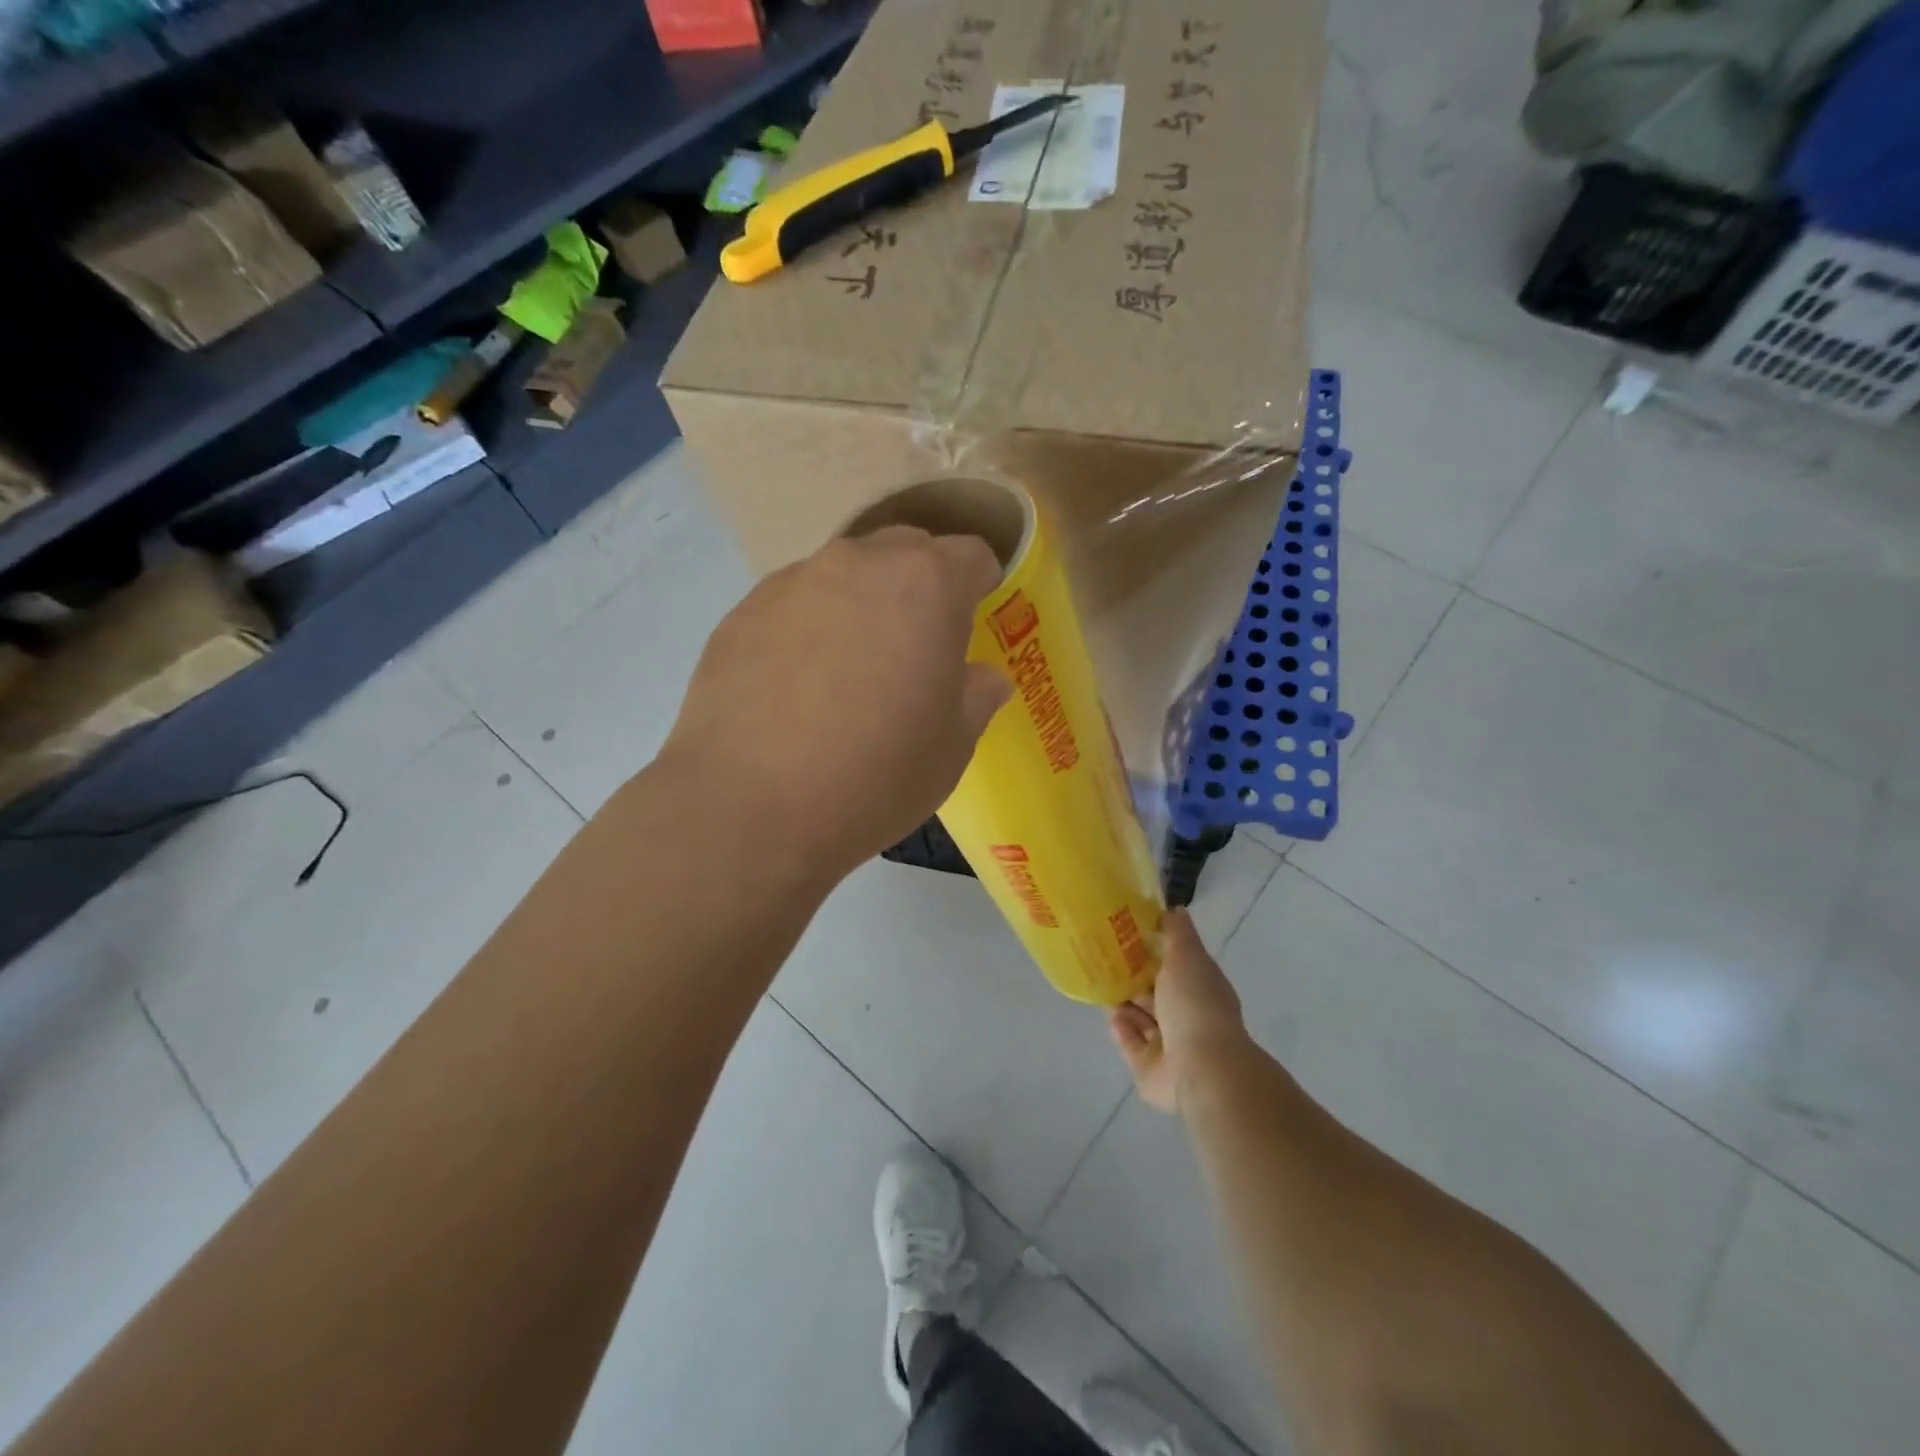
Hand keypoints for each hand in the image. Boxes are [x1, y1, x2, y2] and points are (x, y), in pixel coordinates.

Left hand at [663, 526, 1011, 878]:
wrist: (752, 807)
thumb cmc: (876, 775)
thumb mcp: (951, 747)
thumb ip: (976, 697)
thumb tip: (985, 678)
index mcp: (925, 585)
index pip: (968, 555)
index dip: (979, 583)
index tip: (975, 616)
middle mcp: (857, 564)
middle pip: (903, 552)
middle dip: (919, 585)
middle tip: (916, 644)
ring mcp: (791, 583)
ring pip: (842, 575)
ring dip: (859, 604)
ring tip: (849, 668)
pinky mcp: (741, 612)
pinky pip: (791, 604)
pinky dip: (806, 628)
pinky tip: (795, 686)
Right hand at [1108, 910, 1250, 1113]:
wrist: (1200, 1068)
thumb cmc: (1194, 1005)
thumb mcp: (1187, 956)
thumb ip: (1178, 932)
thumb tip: (1175, 908)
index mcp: (1200, 988)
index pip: (1175, 965)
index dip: (1154, 950)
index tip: (1127, 933)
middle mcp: (1186, 1016)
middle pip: (1155, 993)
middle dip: (1133, 977)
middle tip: (1104, 958)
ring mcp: (1169, 1045)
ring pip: (1140, 1018)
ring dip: (1123, 1003)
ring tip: (1102, 984)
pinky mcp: (1149, 1069)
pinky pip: (1130, 1044)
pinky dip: (1121, 1030)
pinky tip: (1111, 1015)